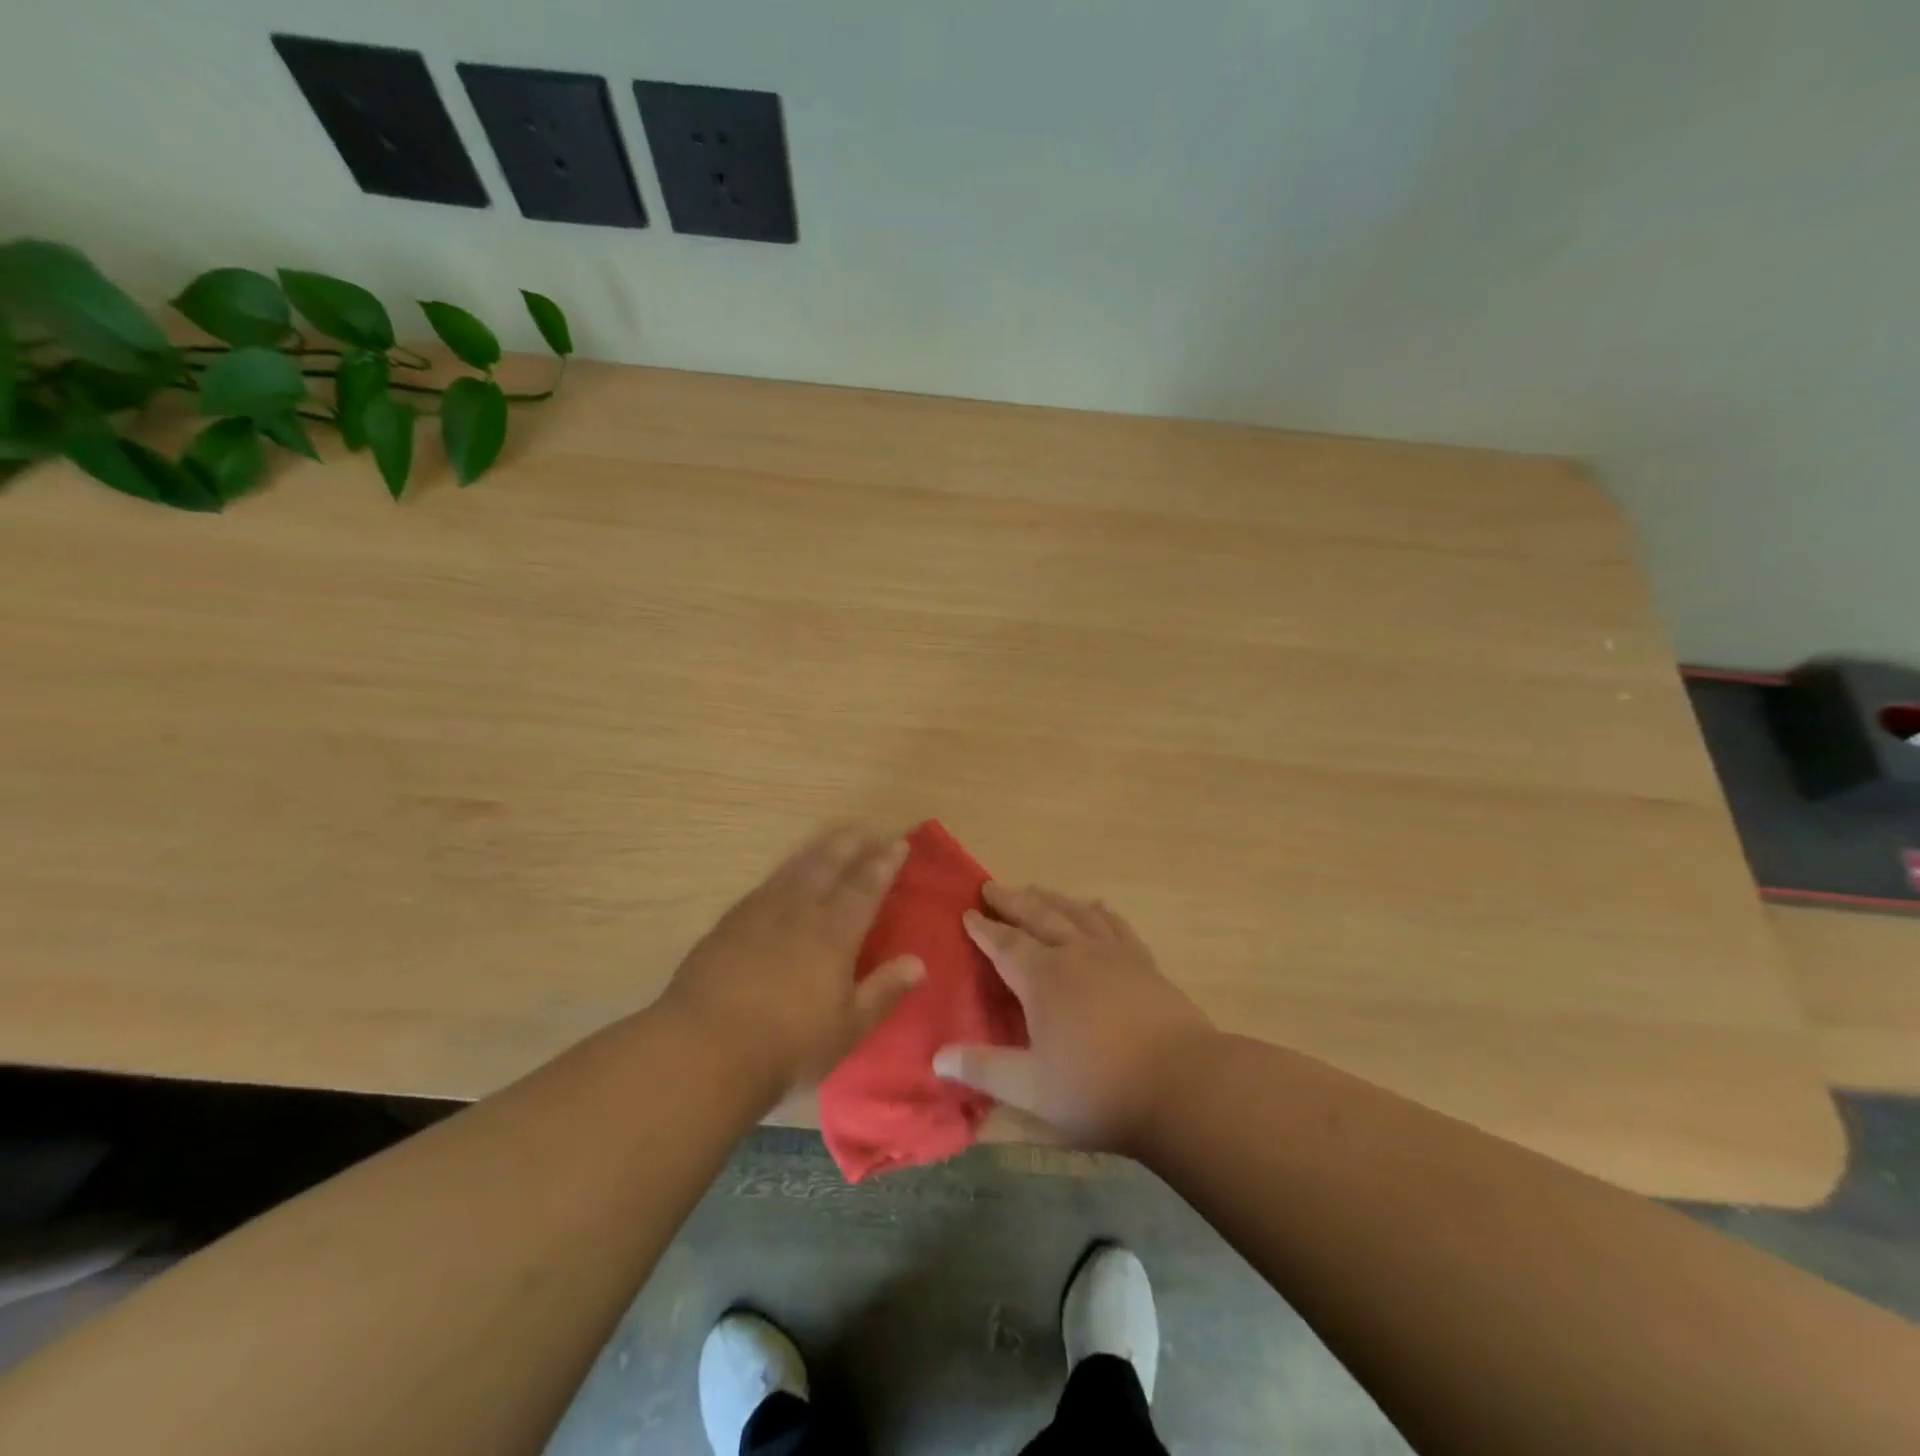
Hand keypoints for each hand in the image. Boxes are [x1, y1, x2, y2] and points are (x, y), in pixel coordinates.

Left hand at [658, 824, 924, 1103]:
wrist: (704, 1048)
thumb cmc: (787, 1044)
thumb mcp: (847, 1028)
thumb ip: (883, 991)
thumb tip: (919, 963)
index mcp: (834, 932)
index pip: (866, 886)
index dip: (884, 863)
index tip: (898, 843)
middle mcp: (800, 911)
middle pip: (830, 864)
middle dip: (852, 844)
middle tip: (867, 829)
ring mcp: (761, 912)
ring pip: (796, 868)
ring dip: (819, 850)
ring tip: (832, 839)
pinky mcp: (730, 923)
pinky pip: (767, 884)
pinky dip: (786, 871)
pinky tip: (785, 876)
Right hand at [932, 882, 1216, 1152]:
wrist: (1184, 1085)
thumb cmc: (1100, 1089)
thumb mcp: (1031, 1089)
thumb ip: (984, 1069)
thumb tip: (937, 1057)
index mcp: (1043, 978)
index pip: (1005, 944)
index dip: (984, 929)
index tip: (968, 913)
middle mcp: (1075, 954)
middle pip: (1038, 916)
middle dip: (1012, 901)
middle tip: (992, 887)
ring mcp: (1114, 955)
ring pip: (1076, 913)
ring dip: (1051, 899)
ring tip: (1036, 889)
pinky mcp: (1144, 964)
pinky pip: (1116, 926)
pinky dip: (1100, 912)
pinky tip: (1097, 907)